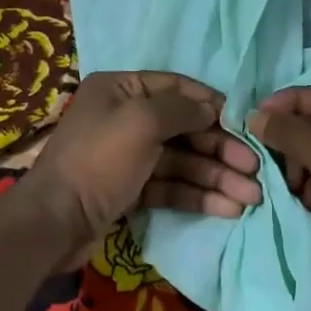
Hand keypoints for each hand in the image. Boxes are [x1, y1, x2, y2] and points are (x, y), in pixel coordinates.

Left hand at [19, 71, 262, 267]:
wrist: (54, 223)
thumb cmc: (98, 160)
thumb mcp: (141, 121)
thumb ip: (181, 110)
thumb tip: (211, 108)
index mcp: (121, 89)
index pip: (175, 88)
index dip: (211, 104)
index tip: (244, 122)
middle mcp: (124, 117)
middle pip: (183, 128)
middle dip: (221, 148)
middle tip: (256, 168)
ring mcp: (127, 156)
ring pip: (181, 161)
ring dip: (216, 176)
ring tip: (251, 196)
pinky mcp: (130, 190)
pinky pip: (170, 186)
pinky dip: (197, 195)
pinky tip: (227, 208)